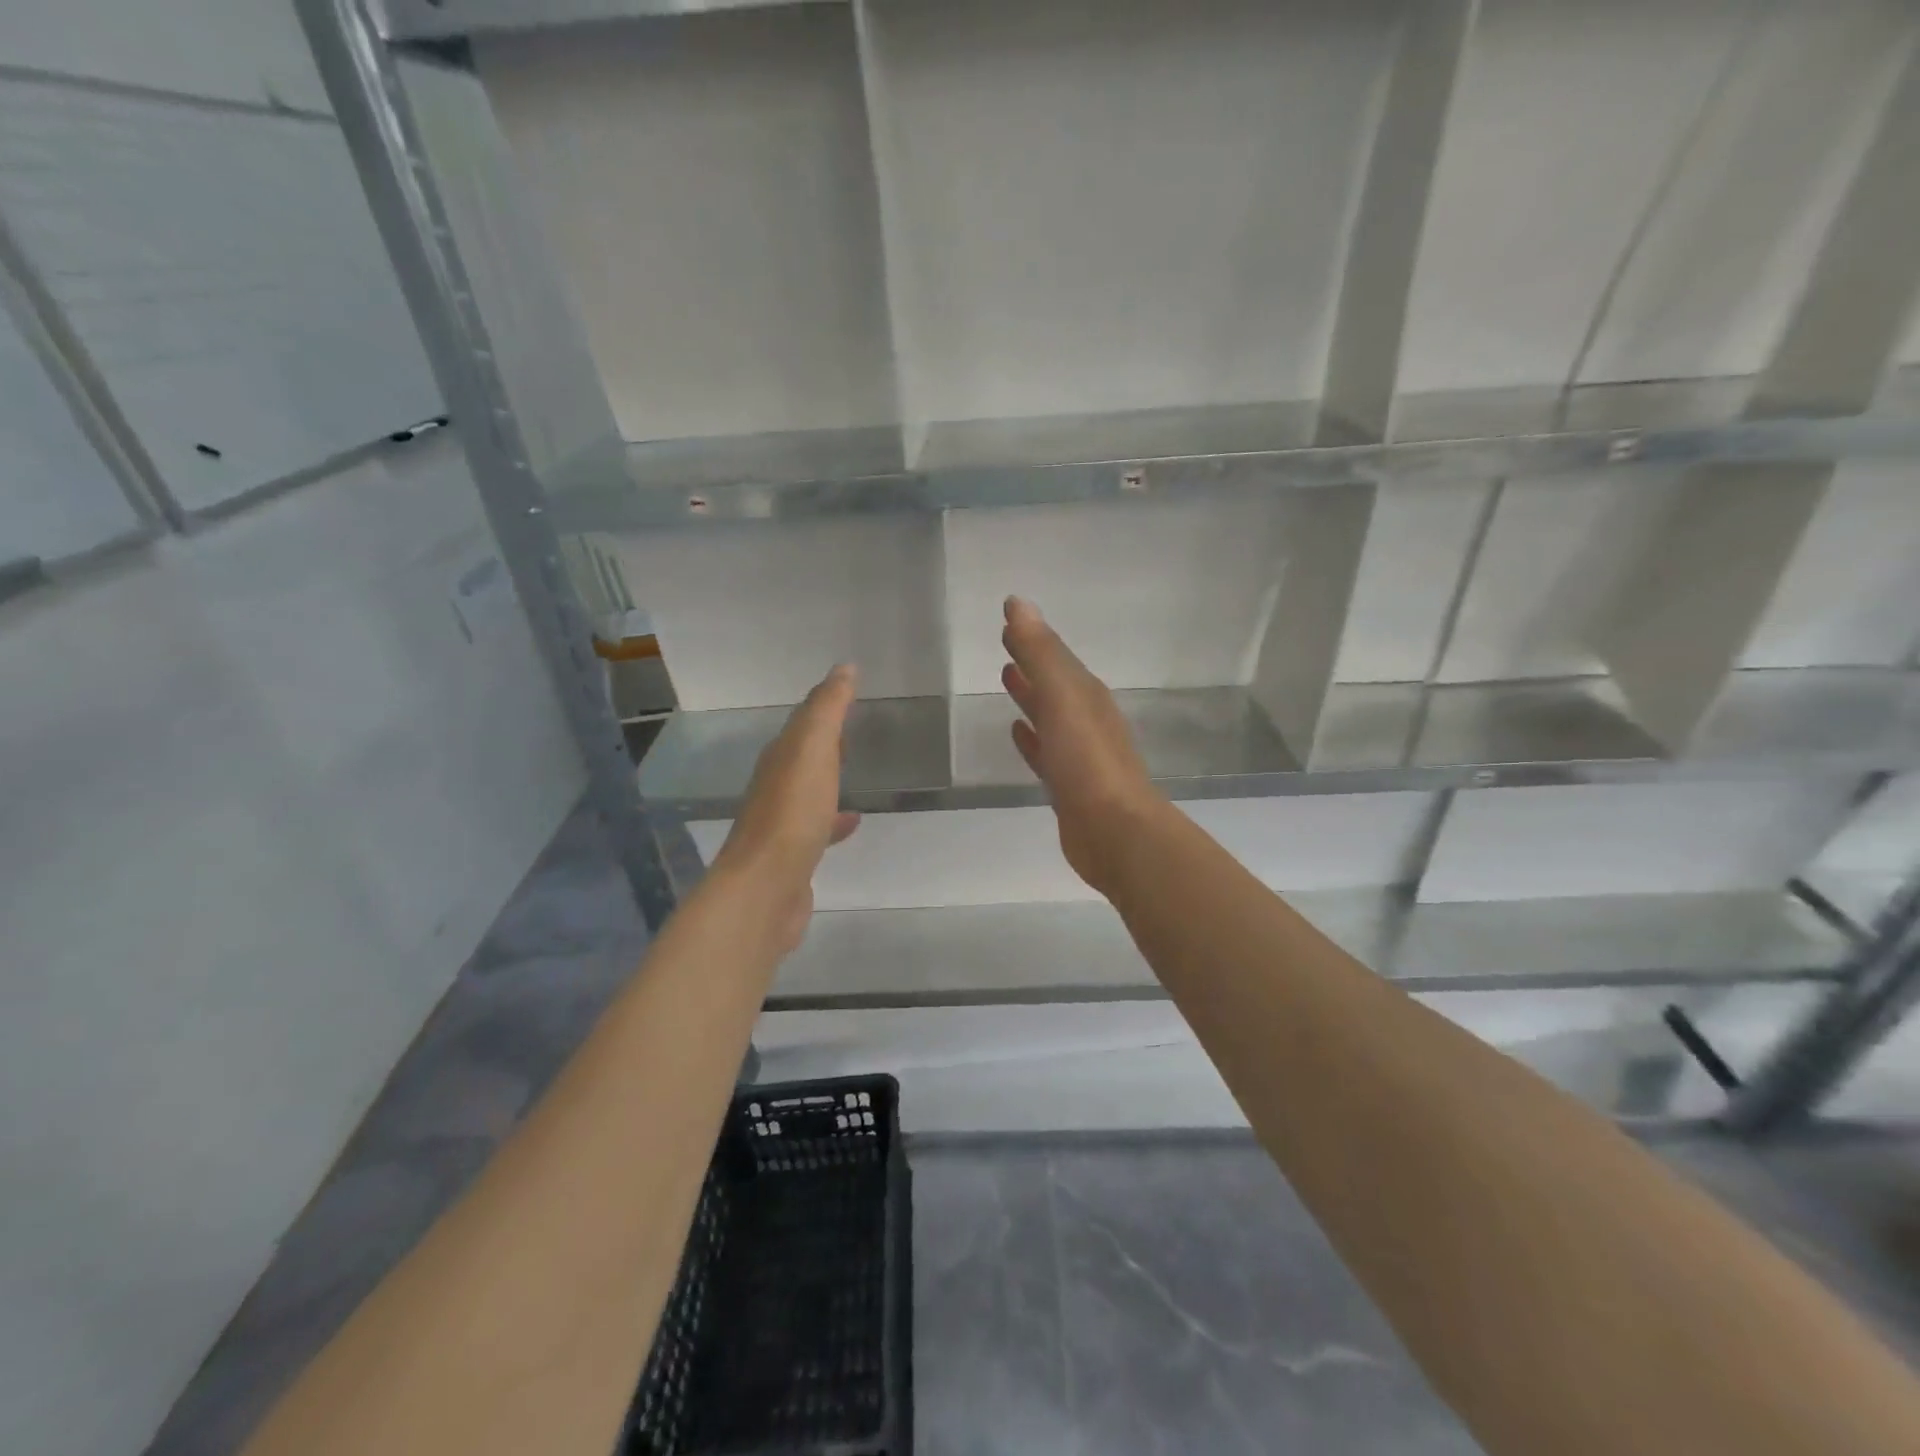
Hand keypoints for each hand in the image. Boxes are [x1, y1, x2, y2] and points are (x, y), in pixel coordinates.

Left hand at [712, 664, 861, 952]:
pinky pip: (818, 826)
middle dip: (825, 738)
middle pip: (803, 754)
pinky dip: (835, 818)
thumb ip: (827, 709)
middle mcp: (776, 785)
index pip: (803, 720)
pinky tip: (853, 821)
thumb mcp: (812, 750)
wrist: (765, 888)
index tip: (850, 686)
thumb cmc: (792, 813)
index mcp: (780, 757)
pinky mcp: (794, 855)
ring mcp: (783, 822)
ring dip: (828, 776)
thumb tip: (844, 668)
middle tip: (854, 724)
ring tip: (857, 770)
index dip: (825, 702)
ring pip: (809, 789)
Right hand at [1000, 597, 1162, 892]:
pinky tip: (1017, 733)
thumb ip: (1041, 653)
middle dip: (1032, 662)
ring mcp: (1078, 754)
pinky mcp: (1068, 785)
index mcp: (1086, 694)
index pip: (1055, 655)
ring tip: (1006, 677)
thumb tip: (1018, 603)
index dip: (1032, 636)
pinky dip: (1031, 738)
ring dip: (1030, 696)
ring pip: (1049, 715)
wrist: (1115, 831)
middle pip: (1054, 682)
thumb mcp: (1063, 698)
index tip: (1006, 617)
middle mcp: (1085, 719)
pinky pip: (1045, 751)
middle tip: (1004, 642)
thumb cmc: (1088, 761)